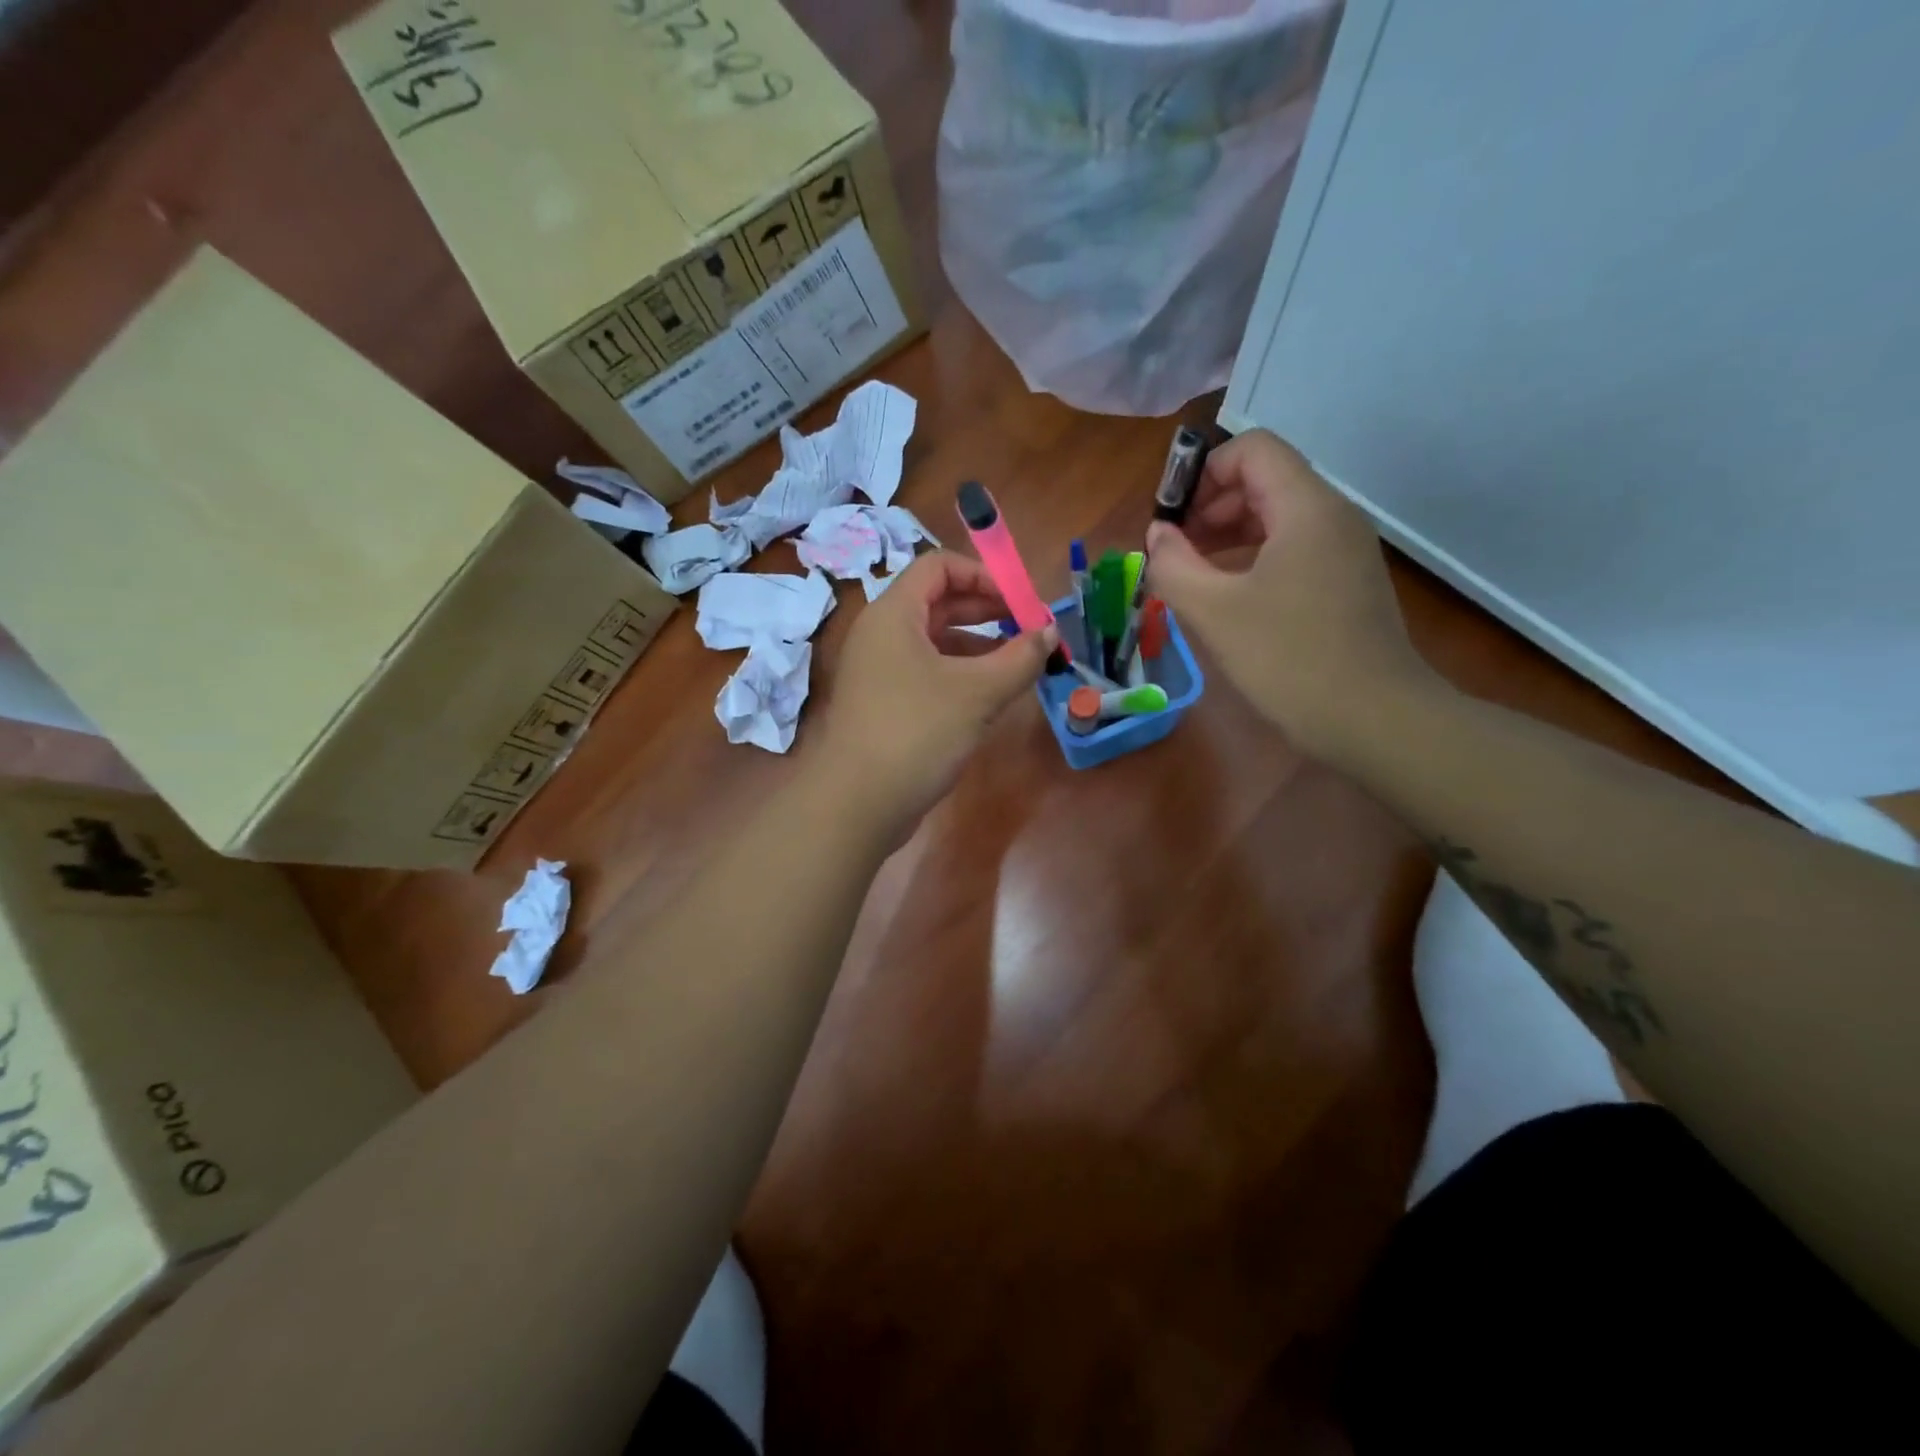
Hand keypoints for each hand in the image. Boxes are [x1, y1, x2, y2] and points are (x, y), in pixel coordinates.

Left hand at [816, 553, 1055, 833]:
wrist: (857, 804)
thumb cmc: (917, 733)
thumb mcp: (978, 692)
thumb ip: (1020, 658)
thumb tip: (1050, 631)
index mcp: (894, 614)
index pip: (938, 566)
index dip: (984, 575)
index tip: (1021, 602)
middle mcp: (882, 634)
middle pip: (939, 602)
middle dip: (988, 611)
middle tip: (1029, 631)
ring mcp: (880, 671)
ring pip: (935, 641)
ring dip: (979, 646)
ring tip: (1019, 664)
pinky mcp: (885, 704)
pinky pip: (928, 673)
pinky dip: (961, 675)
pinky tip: (991, 696)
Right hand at [1146, 430, 1439, 760]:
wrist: (1374, 719)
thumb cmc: (1290, 659)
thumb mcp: (1215, 612)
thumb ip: (1173, 565)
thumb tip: (1156, 535)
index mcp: (1306, 508)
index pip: (1252, 449)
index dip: (1202, 473)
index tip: (1171, 519)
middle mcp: (1332, 516)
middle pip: (1264, 480)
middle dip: (1210, 506)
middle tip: (1174, 552)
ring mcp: (1344, 550)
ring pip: (1277, 516)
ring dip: (1228, 534)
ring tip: (1192, 576)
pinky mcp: (1346, 582)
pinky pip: (1292, 549)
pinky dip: (1252, 558)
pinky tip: (1228, 597)